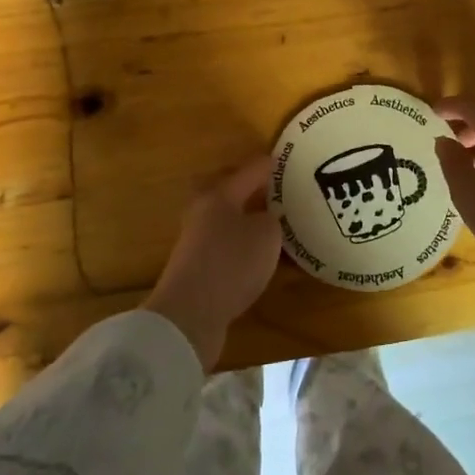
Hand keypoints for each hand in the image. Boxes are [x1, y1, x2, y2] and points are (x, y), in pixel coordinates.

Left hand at [144, 154, 280, 370]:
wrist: (190, 314)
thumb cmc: (232, 263)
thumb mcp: (266, 235)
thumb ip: (271, 220)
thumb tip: (265, 218)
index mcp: (220, 195)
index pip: (250, 171)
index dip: (269, 165)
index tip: (284, 160)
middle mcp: (203, 212)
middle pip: (225, 191)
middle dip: (246, 187)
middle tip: (270, 188)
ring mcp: (196, 241)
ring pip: (224, 219)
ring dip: (244, 217)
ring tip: (270, 222)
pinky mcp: (198, 268)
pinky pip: (225, 245)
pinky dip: (241, 243)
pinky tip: (258, 254)